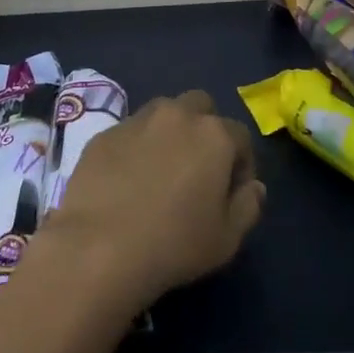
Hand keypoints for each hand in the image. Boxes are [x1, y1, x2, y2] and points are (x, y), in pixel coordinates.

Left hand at [42, 91, 263, 315]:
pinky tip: (128, 178)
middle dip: (206, 129)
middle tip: (198, 168)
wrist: (100, 246)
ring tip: (162, 169)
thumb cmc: (174, 244)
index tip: (233, 192)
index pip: (240, 136)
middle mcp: (177, 115)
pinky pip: (130, 131)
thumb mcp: (227, 238)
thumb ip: (248, 205)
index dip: (242, 164)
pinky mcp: (105, 133)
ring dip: (170, 131)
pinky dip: (137, 146)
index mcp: (214, 135)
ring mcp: (137, 120)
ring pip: (163, 111)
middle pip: (201, 106)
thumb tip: (253, 186)